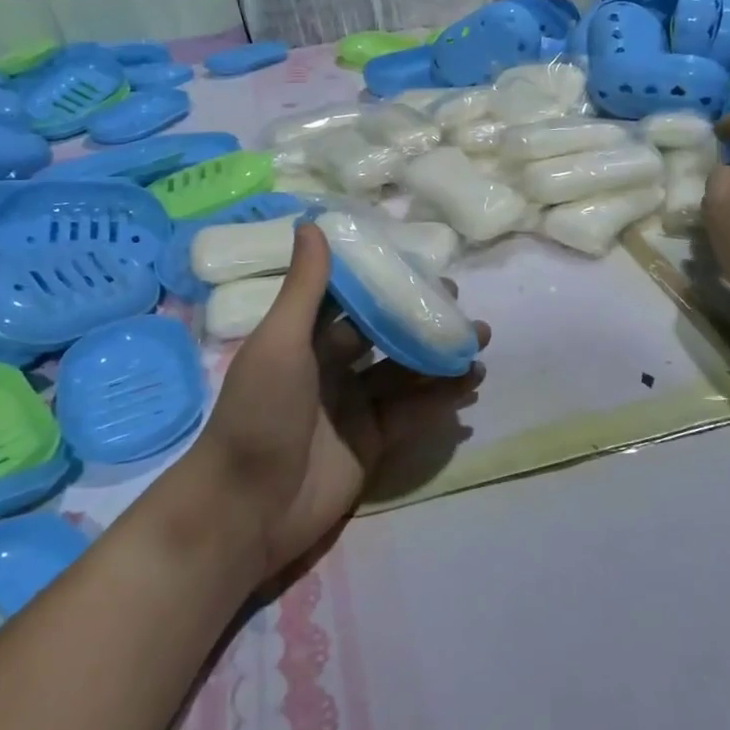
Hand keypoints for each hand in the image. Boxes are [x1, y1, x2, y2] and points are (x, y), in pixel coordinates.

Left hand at [197, 222, 489, 574]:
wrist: (249, 506)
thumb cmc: (259, 413)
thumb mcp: (279, 342)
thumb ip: (304, 288)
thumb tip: (312, 223)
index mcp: (306, 337)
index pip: (353, 299)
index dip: (386, 281)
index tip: (422, 265)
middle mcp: (333, 366)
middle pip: (386, 333)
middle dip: (422, 319)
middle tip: (461, 307)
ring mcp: (355, 404)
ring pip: (406, 371)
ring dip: (440, 356)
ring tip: (480, 341)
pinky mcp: (374, 440)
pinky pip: (414, 410)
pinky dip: (442, 396)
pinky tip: (471, 381)